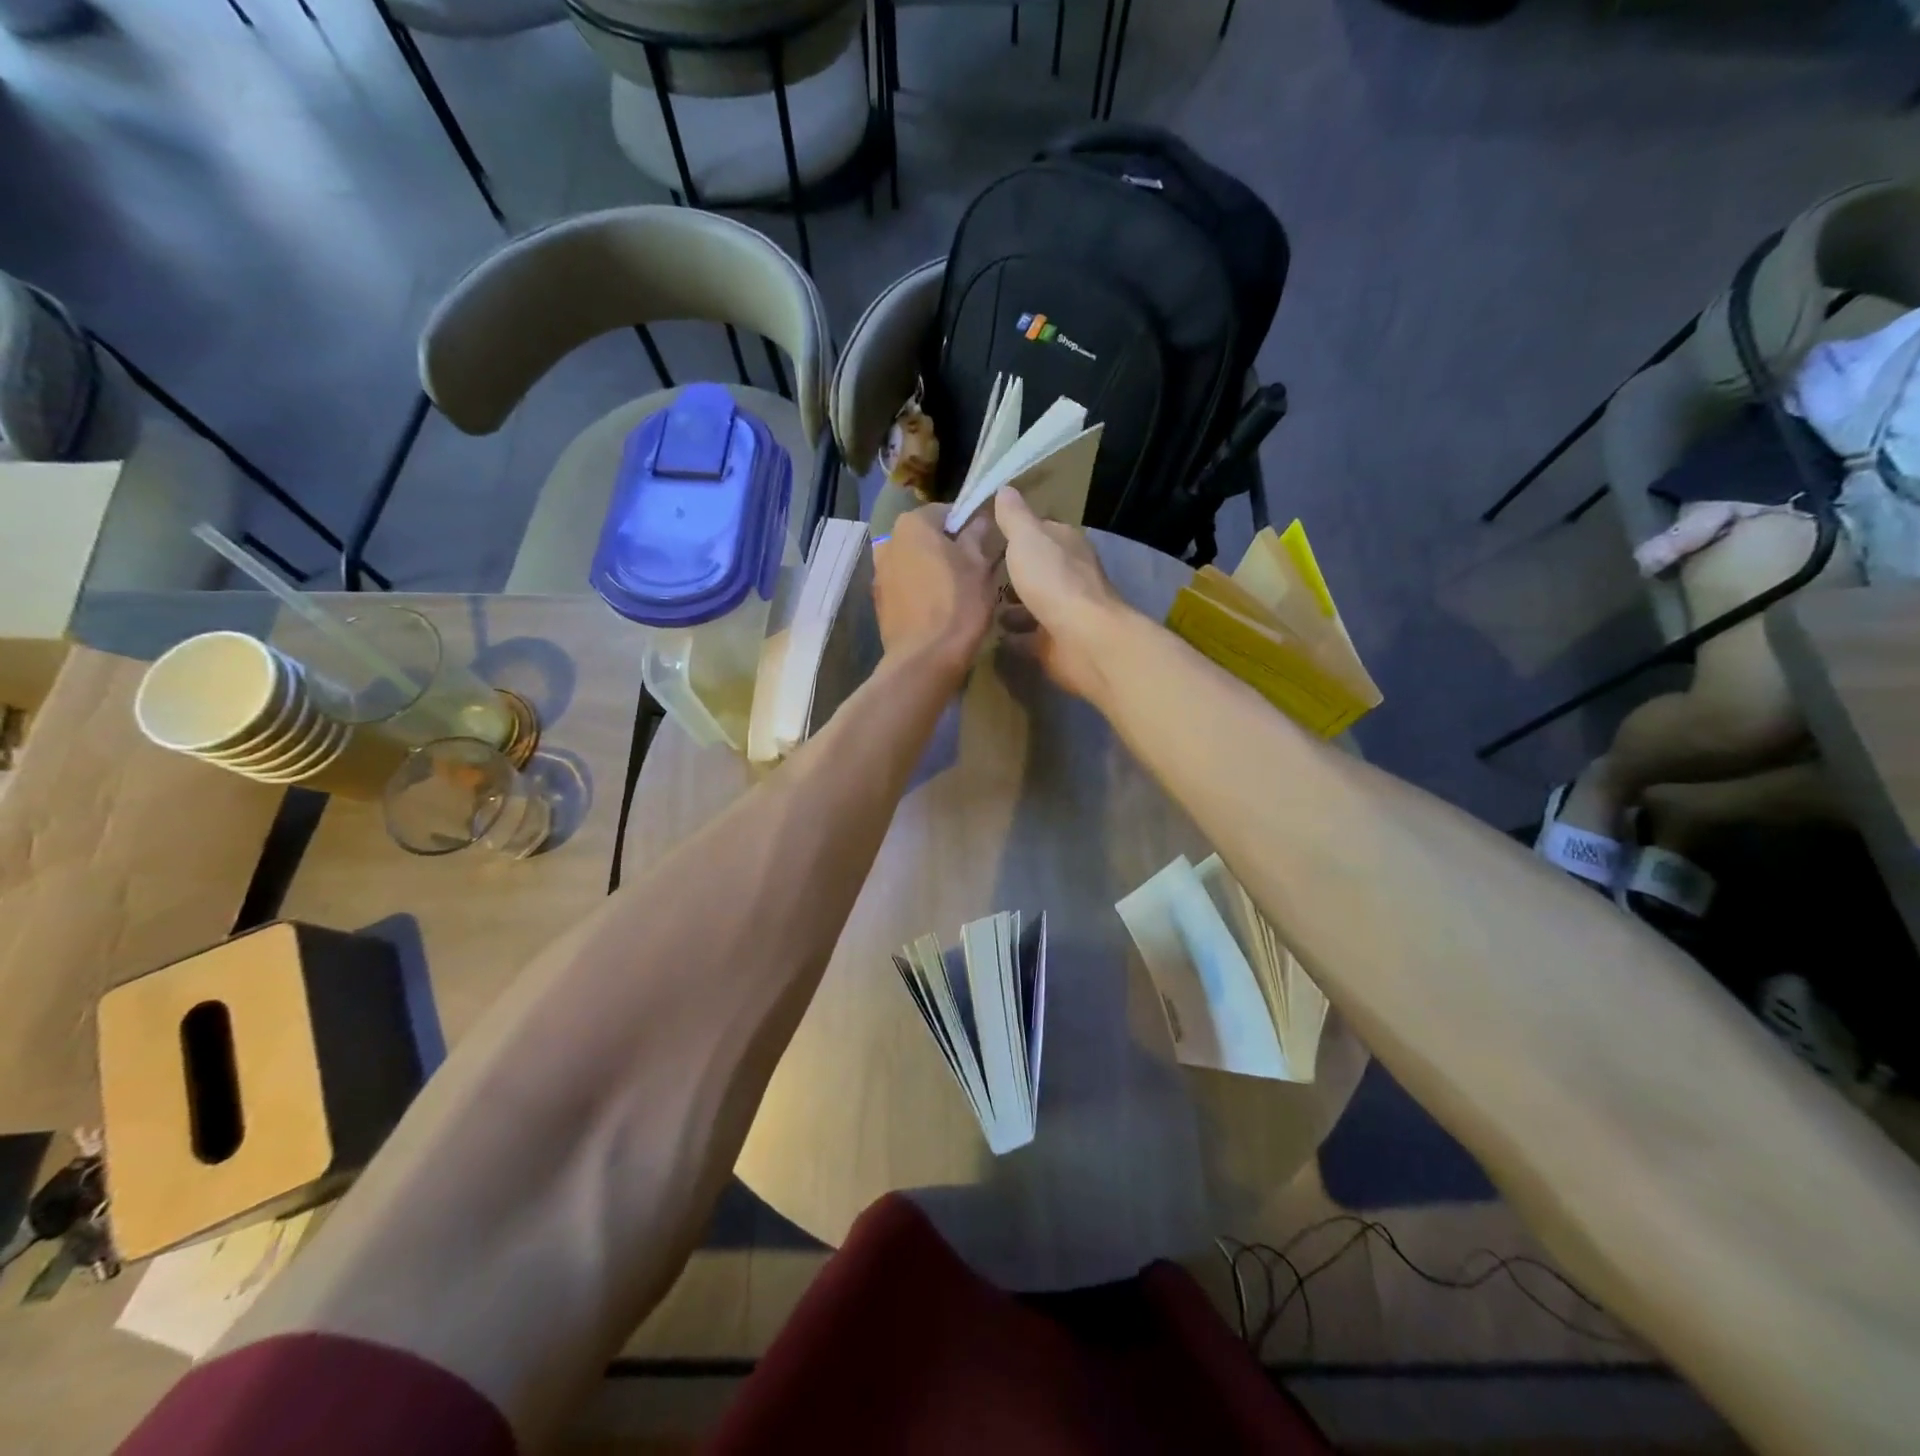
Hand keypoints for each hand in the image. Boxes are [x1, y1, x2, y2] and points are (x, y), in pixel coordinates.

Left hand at [871, 505, 1000, 673]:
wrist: (925, 659)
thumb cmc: (958, 604)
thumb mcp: (979, 566)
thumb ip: (977, 536)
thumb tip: (979, 520)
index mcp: (912, 524)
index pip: (945, 511)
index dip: (967, 524)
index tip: (983, 543)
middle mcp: (888, 542)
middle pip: (925, 537)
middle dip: (947, 547)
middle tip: (973, 568)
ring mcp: (879, 573)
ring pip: (914, 562)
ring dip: (932, 569)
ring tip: (956, 591)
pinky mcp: (879, 601)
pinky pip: (905, 586)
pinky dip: (919, 590)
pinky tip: (937, 609)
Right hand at [994, 488, 1129, 701]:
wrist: (1083, 639)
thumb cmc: (1054, 581)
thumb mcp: (1027, 538)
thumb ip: (1014, 517)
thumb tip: (1005, 488)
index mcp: (1066, 544)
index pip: (1040, 530)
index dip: (1015, 532)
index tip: (985, 537)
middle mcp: (1070, 574)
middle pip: (1037, 568)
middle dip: (1012, 571)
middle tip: (977, 575)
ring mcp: (1065, 610)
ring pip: (1034, 602)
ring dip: (1014, 604)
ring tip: (980, 605)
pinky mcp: (1058, 641)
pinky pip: (1031, 635)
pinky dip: (1016, 634)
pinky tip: (993, 635)